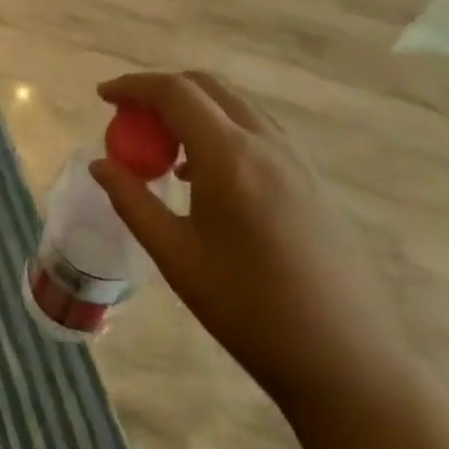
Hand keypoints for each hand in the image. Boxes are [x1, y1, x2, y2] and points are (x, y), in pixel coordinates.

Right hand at [91, 71, 415, 414]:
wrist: (348, 362)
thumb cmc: (250, 310)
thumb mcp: (176, 257)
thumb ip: (132, 202)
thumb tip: (100, 165)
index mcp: (229, 156)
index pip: (174, 92)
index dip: (133, 86)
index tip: (103, 95)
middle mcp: (266, 143)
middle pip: (208, 87)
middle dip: (162, 89)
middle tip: (130, 115)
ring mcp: (297, 160)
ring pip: (236, 106)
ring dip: (194, 108)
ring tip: (163, 146)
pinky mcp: (314, 180)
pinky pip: (258, 132)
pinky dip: (221, 130)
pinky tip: (206, 175)